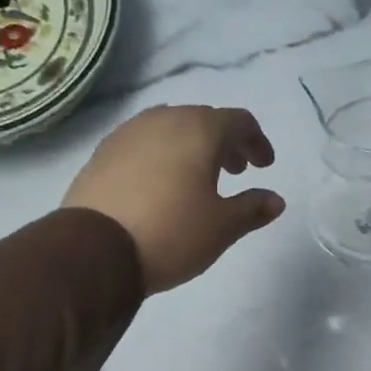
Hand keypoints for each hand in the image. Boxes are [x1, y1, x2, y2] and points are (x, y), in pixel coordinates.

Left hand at [63, 106, 284, 293]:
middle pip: (204, 120)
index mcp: (200, 130)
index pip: (239, 121)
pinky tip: (159, 183)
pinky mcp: (103, 152)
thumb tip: (275, 200)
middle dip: (225, 143)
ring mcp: (128, 133)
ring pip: (170, 128)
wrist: (95, 250)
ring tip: (196, 177)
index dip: (257, 142)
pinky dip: (161, 155)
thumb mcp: (222, 226)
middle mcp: (164, 119)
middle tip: (235, 171)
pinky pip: (143, 143)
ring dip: (191, 146)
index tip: (263, 166)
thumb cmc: (172, 233)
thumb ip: (252, 208)